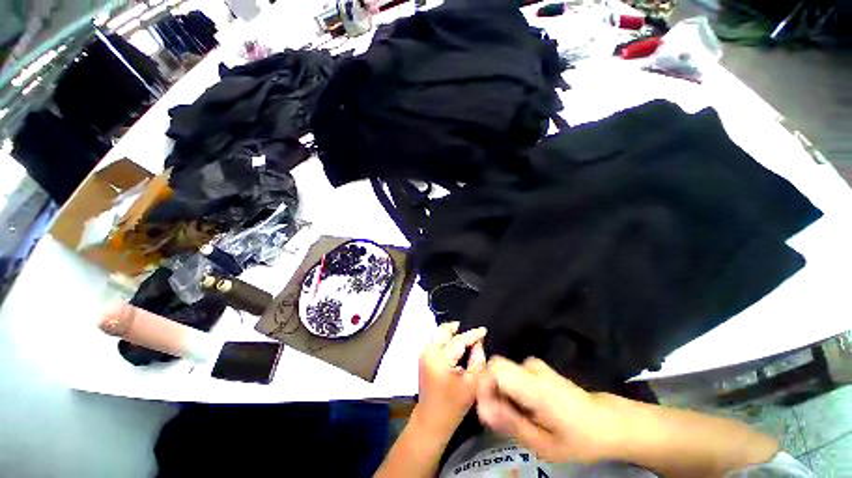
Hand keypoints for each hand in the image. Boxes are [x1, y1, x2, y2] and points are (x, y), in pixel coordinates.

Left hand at [415, 321, 486, 437]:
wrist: (431, 419)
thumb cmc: (454, 405)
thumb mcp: (472, 384)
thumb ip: (478, 360)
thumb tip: (478, 342)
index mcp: (441, 360)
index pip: (459, 340)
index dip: (473, 334)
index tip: (483, 330)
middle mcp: (429, 352)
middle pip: (444, 330)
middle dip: (458, 328)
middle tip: (472, 333)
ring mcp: (424, 353)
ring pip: (438, 332)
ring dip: (450, 332)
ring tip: (464, 337)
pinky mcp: (422, 357)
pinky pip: (434, 339)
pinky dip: (444, 337)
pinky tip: (454, 344)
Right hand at [476, 356, 621, 463]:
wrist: (604, 421)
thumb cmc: (578, 439)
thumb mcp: (544, 445)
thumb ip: (512, 424)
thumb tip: (482, 409)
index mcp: (536, 386)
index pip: (495, 369)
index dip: (484, 387)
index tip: (487, 412)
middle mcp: (532, 367)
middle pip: (495, 369)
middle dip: (491, 392)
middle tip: (501, 419)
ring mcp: (534, 364)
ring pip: (502, 371)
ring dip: (501, 392)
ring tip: (517, 416)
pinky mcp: (534, 365)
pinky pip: (510, 372)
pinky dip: (510, 389)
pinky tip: (524, 407)